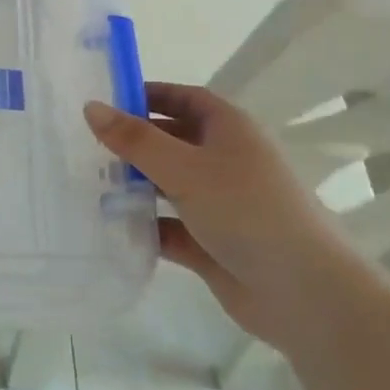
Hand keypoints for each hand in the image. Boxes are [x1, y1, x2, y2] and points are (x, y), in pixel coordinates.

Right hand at [84, 84, 354, 345]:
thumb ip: (135, 139)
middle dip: (133, 144)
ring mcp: (220, 204)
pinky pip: (170, 227)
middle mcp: (225, 161)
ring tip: (88, 186)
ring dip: (135, 186)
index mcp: (229, 129)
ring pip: (168, 185)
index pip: (183, 98)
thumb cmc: (246, 210)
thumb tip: (91, 106)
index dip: (147, 95)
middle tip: (85, 147)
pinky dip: (145, 226)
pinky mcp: (212, 243)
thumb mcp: (184, 167)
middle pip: (171, 141)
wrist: (304, 293)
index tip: (104, 103)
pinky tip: (111, 228)